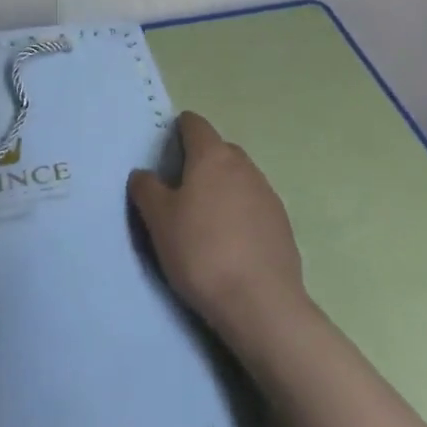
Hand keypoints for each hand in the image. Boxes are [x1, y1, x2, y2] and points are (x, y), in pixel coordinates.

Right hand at [128, 111, 305, 339]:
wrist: (261, 302)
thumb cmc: (202, 252)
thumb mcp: (159, 221)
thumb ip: (147, 189)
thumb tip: (143, 173)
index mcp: (212, 155)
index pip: (194, 124)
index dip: (178, 131)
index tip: (166, 153)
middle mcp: (243, 164)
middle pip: (218, 149)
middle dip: (200, 162)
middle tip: (180, 192)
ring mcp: (267, 192)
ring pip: (238, 177)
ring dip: (222, 188)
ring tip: (205, 221)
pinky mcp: (282, 221)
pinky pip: (254, 204)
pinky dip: (240, 213)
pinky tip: (231, 243)